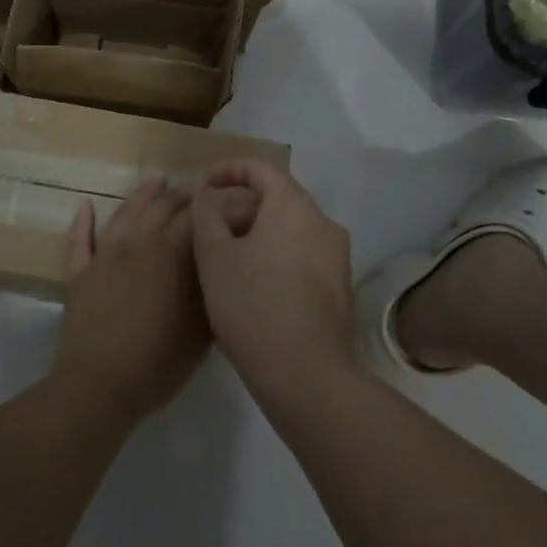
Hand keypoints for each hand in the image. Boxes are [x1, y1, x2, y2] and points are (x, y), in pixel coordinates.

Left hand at [51, 178, 210, 427]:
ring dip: (142, 196)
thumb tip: (219, 263)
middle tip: (196, 190)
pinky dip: (82, 221)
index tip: (226, 198)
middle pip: (161, 207)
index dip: (212, 203)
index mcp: (171, 254)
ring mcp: (105, 257)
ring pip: (125, 215)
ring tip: (156, 182)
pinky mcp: (79, 275)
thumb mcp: (202, 329)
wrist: (98, 388)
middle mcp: (138, 244)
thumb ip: (211, 289)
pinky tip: (85, 205)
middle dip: (181, 195)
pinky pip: (79, 241)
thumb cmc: (158, 362)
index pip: (195, 215)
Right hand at [190, 161, 357, 413]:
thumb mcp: (214, 258)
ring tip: (229, 261)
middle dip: (242, 208)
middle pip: (278, 198)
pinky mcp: (341, 286)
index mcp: (294, 205)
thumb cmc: (254, 306)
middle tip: (211, 231)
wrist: (308, 377)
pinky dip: (278, 257)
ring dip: (259, 235)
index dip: (230, 170)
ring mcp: (337, 255)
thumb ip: (207, 216)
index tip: (205, 185)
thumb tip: (208, 195)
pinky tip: (256, 287)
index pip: (262, 169)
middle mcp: (323, 221)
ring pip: (291, 229)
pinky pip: (303, 255)